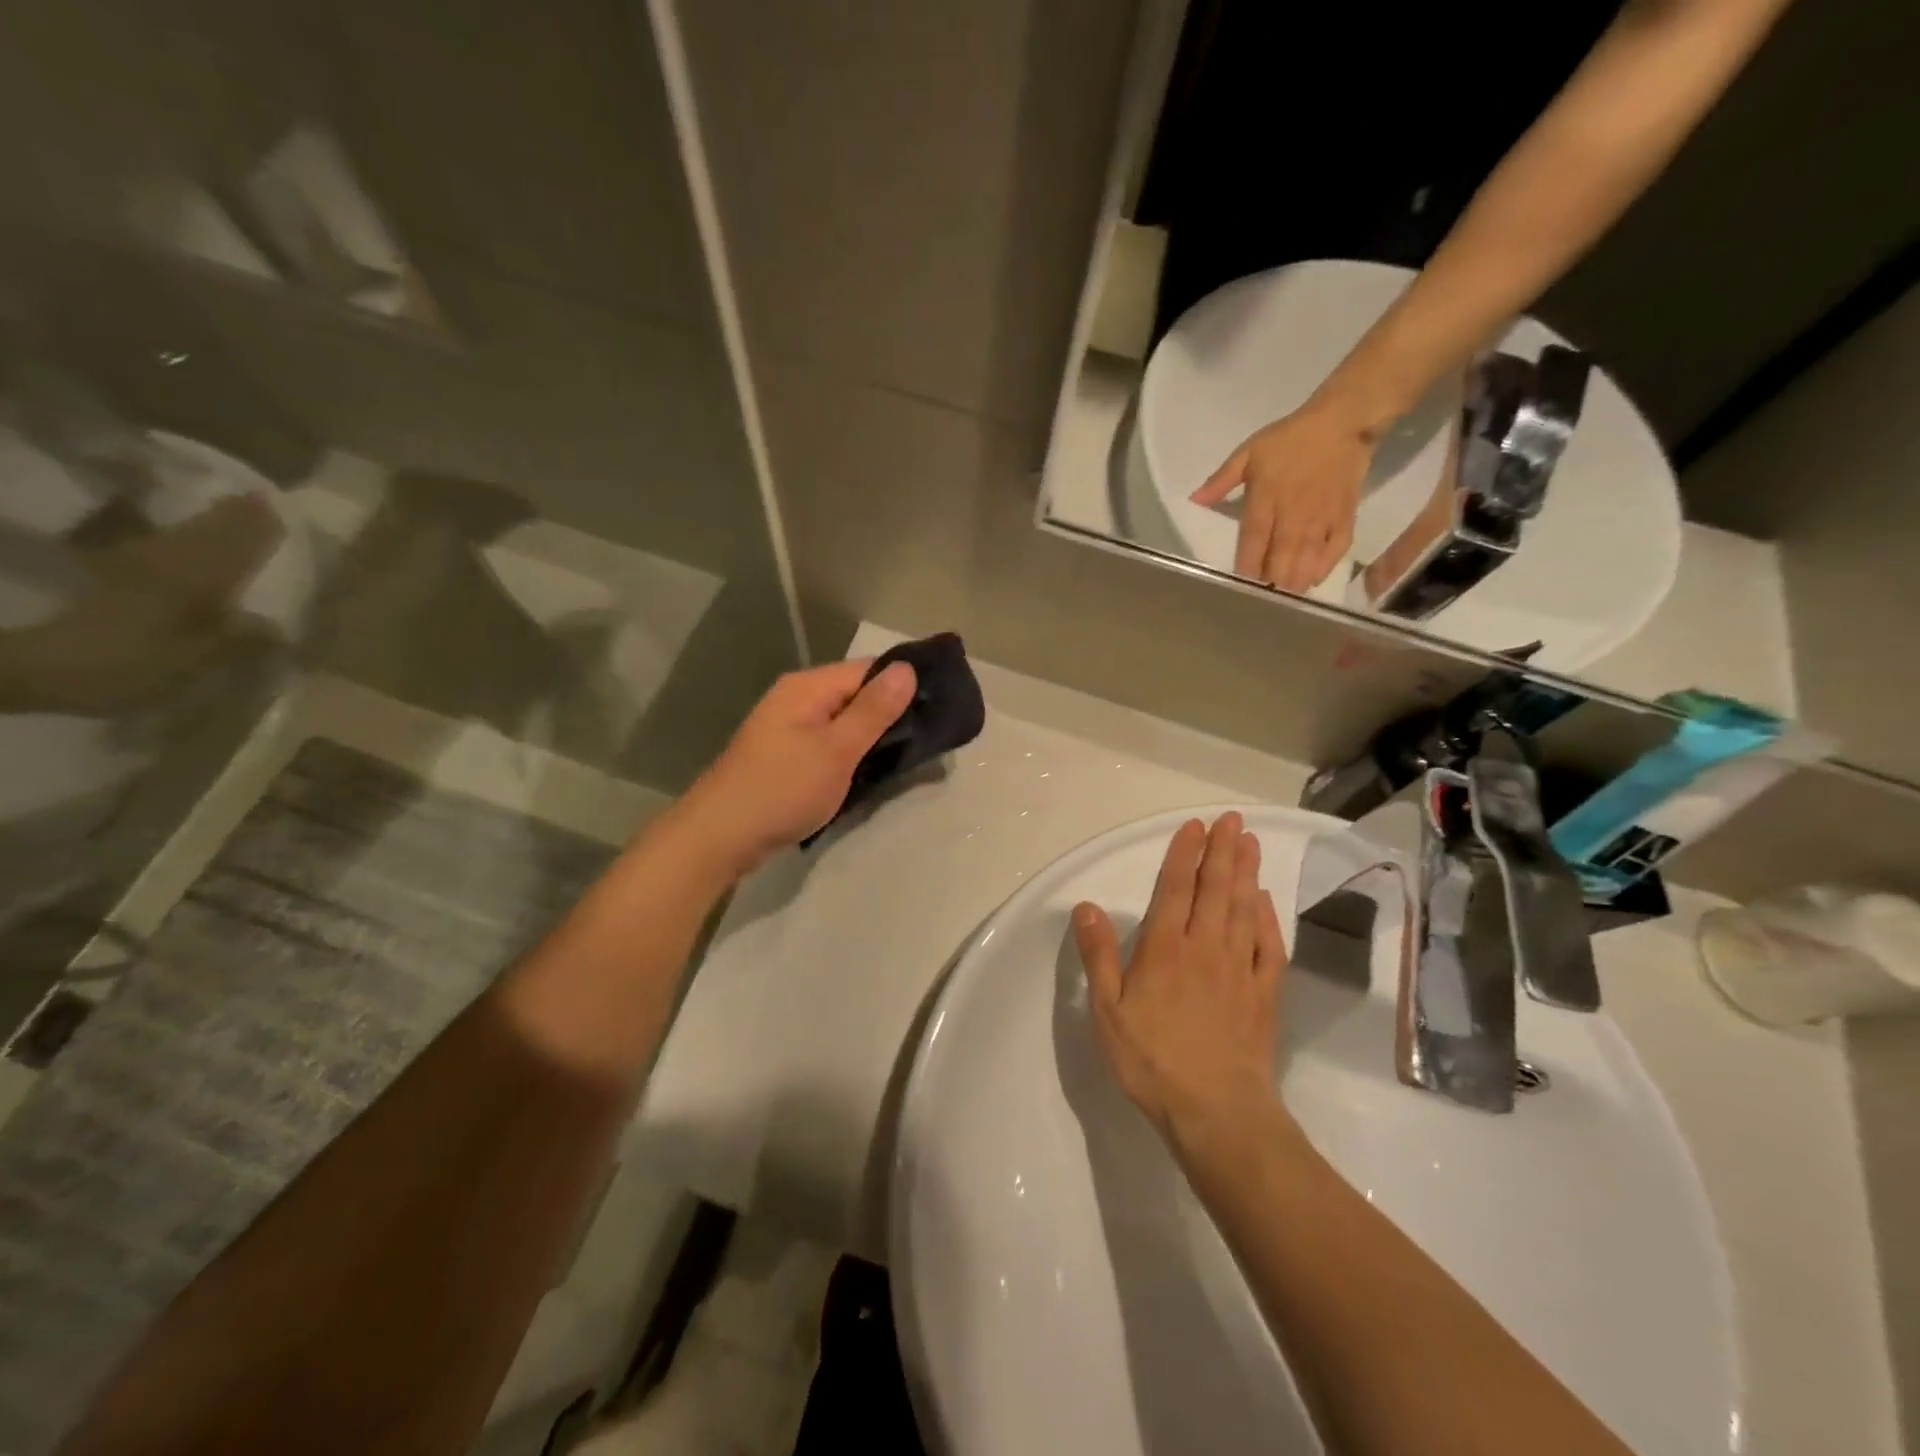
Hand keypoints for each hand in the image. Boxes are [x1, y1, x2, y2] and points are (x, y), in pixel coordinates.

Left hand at [677, 658, 916, 875]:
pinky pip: (828, 743)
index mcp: (808, 687)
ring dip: (871, 737)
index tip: (938, 707)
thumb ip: (873, 710)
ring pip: (843, 722)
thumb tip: (907, 668)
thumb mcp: (837, 750)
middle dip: (890, 713)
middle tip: (930, 738)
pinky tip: (870, 771)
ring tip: (909, 755)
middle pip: (856, 694)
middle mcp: (797, 698)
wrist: (719, 836)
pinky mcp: (785, 756)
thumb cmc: (782, 789)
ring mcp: (788, 728)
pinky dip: (850, 754)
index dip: (903, 684)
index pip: (868, 669)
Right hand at [1072, 812, 1287, 1144]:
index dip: (1184, 854)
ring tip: (1251, 843)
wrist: (1217, 1111)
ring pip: (1244, 908)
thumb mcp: (1108, 1011)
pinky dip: (1268, 918)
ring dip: (1247, 873)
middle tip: (1232, 819)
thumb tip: (1086, 906)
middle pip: (1216, 889)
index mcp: (1165, 948)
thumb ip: (1098, 955)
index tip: (1195, 826)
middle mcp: (1205, 946)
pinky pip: (1269, 945)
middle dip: (1223, 851)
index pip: (1175, 888)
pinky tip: (1266, 901)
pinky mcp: (1264, 992)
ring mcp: (1239, 968)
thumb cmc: (1153, 1060)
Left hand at [1190, 401, 1372, 592]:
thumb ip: (1220, 481)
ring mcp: (1321, 516)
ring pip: (1307, 557)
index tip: (1240, 585)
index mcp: (1266, 498)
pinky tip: (1313, 580)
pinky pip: (1336, 547)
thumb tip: (1193, 501)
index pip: (1253, 539)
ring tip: (1284, 599)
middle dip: (1271, 581)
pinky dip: (1325, 566)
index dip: (1247, 565)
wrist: (1342, 422)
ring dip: (1295, 580)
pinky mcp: (1344, 515)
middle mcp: (1293, 513)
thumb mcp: (1248, 453)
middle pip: (1281, 556)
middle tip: (1262, 601)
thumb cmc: (1289, 439)